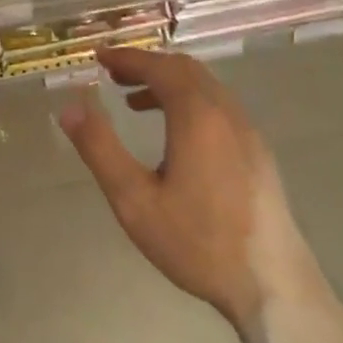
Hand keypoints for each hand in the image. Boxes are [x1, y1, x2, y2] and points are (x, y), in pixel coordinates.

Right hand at [57, 47, 325, 328]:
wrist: (272, 284)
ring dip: (169, 83)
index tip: (98, 57)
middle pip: (186, 70)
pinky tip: (174, 134)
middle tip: (112, 75)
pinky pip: (220, 107)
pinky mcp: (258, 153)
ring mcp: (248, 132)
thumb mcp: (134, 200)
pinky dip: (189, 101)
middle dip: (147, 65)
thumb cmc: (197, 242)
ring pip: (206, 88)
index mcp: (197, 117)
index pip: (160, 67)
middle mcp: (227, 114)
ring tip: (134, 102)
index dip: (127, 58)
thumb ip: (100, 148)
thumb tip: (69, 107)